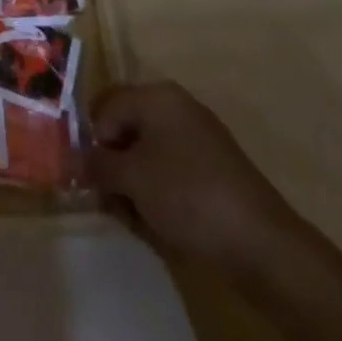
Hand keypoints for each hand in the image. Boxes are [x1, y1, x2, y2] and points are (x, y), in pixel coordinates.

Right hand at [88, 81, 292, 267]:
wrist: (262, 244)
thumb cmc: (188, 196)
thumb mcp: (132, 178)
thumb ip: (98, 163)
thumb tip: (79, 160)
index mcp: (156, 96)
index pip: (105, 107)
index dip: (92, 142)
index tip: (89, 180)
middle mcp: (176, 107)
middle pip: (126, 130)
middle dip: (113, 166)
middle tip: (111, 201)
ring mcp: (198, 139)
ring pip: (147, 155)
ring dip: (134, 185)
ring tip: (137, 219)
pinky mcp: (213, 171)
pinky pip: (171, 173)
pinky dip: (159, 195)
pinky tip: (161, 225)